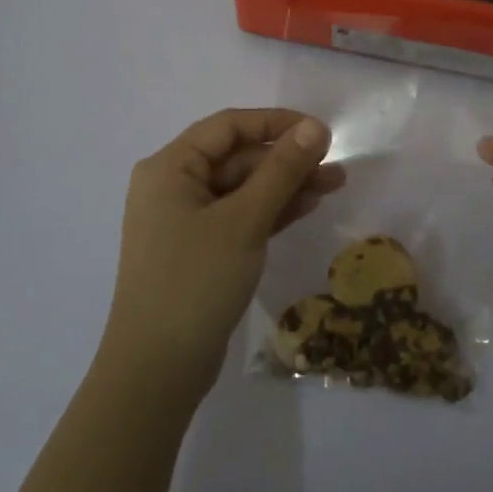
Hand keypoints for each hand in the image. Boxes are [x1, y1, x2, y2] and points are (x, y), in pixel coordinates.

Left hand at [102, 108, 342, 406]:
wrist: (157, 369)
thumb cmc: (196, 282)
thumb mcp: (244, 220)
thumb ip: (281, 170)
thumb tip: (315, 127)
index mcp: (169, 168)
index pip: (228, 127)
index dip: (275, 122)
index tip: (320, 131)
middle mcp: (173, 187)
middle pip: (237, 158)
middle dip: (286, 160)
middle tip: (335, 167)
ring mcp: (185, 221)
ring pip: (242, 188)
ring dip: (285, 185)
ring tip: (334, 185)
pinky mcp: (199, 249)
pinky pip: (239, 215)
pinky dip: (271, 210)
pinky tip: (306, 206)